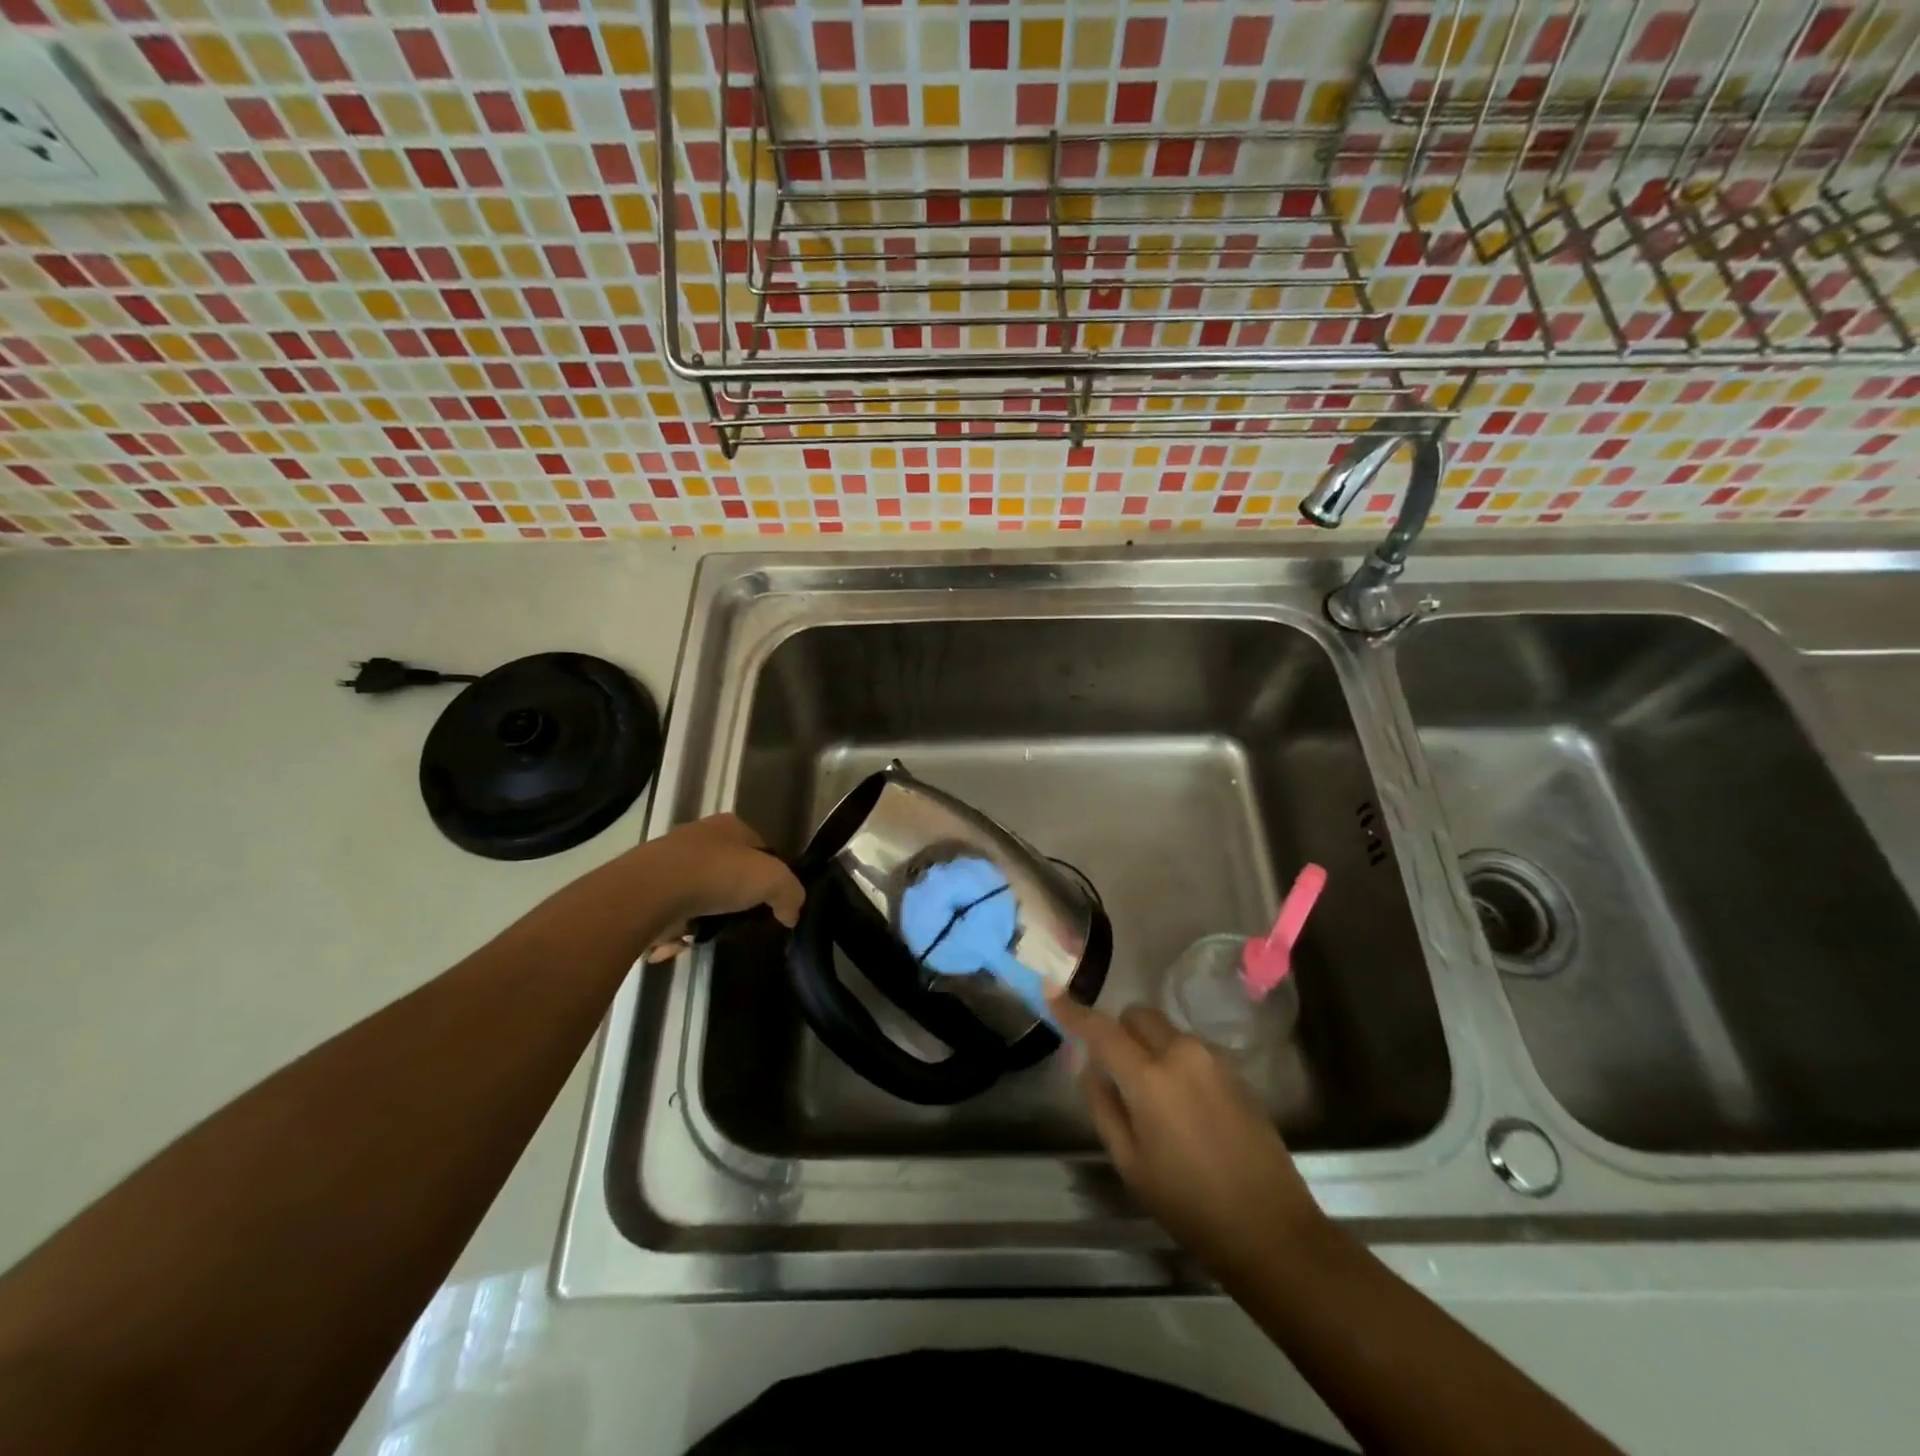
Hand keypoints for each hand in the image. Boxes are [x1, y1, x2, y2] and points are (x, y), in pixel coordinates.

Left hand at [636, 814, 804, 959]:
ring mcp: (668, 862)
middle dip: (734, 898)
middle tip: (742, 922)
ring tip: (709, 936)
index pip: (760, 848)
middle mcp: (698, 837)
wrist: (648, 893)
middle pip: (728, 871)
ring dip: (704, 917)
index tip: (771, 901)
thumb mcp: (773, 880)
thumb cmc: (716, 875)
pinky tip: (682, 944)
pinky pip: (671, 913)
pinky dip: (677, 931)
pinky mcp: (644, 888)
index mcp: (729, 826)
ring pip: (699, 894)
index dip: (769, 873)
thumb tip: (792, 914)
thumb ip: (791, 894)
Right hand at [1052, 995, 1330, 1280]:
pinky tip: (1185, 1107)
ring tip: (1154, 1099)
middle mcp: (1183, 1053)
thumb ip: (1103, 1106)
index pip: (1101, 1029)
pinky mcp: (1236, 1071)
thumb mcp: (1130, 1164)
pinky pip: (1191, 1049)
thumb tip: (1092, 1068)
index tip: (1051, 989)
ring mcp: (1214, 1058)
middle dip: (1119, 1031)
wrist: (1271, 1230)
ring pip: (1166, 1031)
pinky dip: (1175, 1061)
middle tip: (1114, 1070)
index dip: (1072, 1010)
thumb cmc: (1189, 1205)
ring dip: (1149, 1047)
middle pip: (1137, 1016)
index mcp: (1150, 1077)